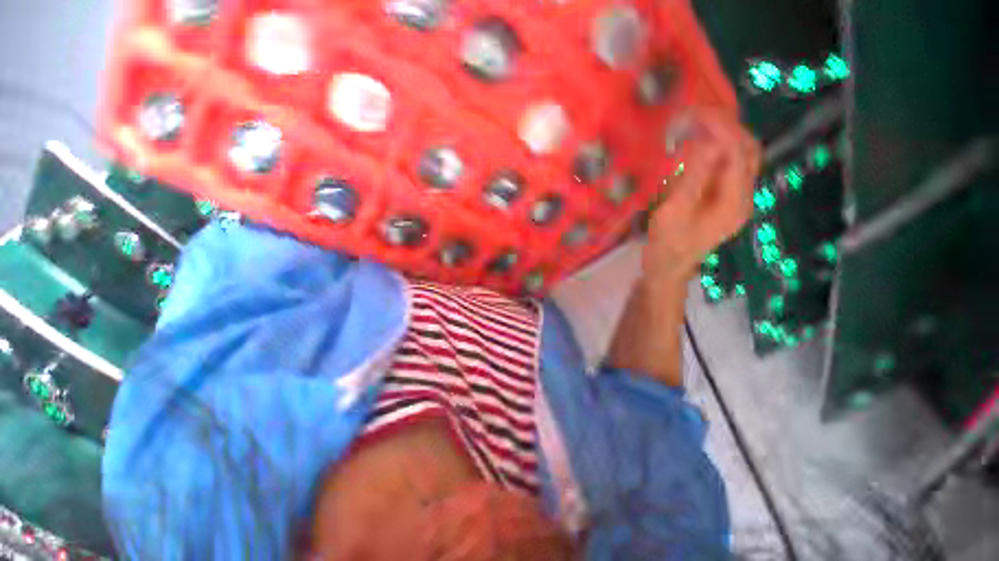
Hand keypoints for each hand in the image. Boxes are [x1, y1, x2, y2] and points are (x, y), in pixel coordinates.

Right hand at [643, 109, 760, 282]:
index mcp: (734, 201)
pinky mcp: (724, 201)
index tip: (694, 113)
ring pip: (741, 157)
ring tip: (699, 125)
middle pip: (747, 150)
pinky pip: (729, 167)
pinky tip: (701, 147)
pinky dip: (718, 150)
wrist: (667, 269)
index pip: (737, 152)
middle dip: (726, 127)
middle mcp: (743, 197)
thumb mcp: (675, 211)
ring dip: (724, 136)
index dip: (719, 128)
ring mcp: (736, 199)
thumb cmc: (667, 244)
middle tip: (697, 115)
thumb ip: (694, 177)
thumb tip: (708, 141)